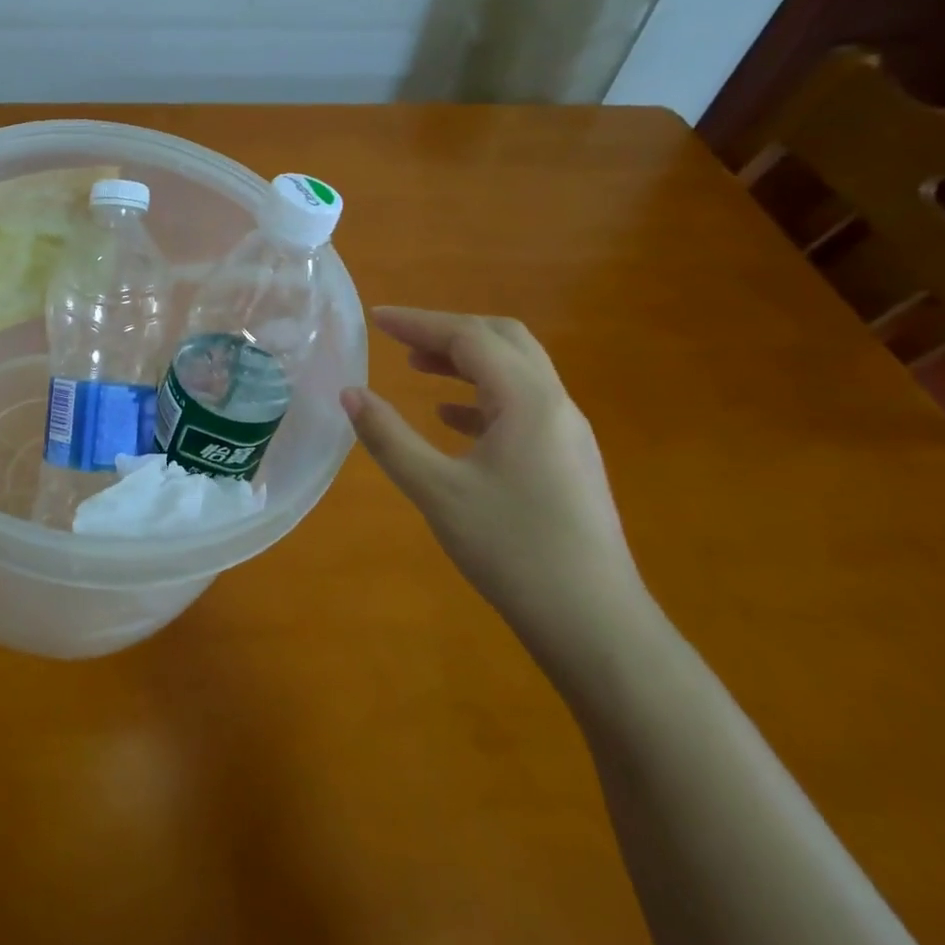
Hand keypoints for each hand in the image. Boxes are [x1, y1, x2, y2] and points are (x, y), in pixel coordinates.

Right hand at [341, 308, 645, 658]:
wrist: (596, 624)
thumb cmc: (513, 550)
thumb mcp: (437, 491)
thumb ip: (389, 437)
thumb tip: (349, 393)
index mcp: (528, 400)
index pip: (470, 337)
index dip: (419, 322)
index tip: (375, 320)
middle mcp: (555, 404)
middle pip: (503, 340)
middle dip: (448, 331)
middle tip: (399, 340)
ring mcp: (567, 433)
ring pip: (515, 372)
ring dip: (466, 361)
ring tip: (417, 367)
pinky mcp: (568, 460)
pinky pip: (521, 405)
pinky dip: (481, 396)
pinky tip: (450, 420)